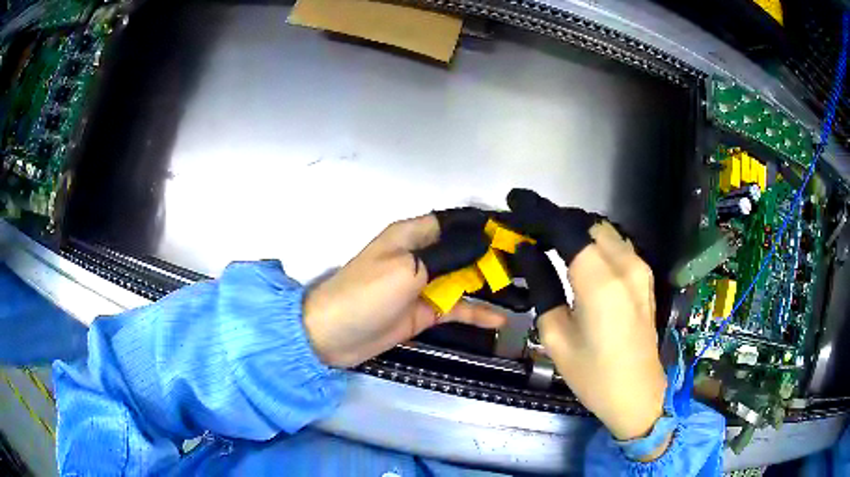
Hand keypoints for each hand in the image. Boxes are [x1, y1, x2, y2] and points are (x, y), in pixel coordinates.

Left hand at [303, 209, 507, 367]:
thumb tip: (485, 242)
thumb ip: (449, 255)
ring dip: (492, 283)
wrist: (333, 335)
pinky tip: (501, 318)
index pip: (457, 221)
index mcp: (413, 235)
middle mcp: (422, 255)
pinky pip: (457, 307)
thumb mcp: (408, 269)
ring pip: (466, 279)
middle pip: (466, 250)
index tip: (517, 228)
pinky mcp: (425, 311)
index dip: (486, 223)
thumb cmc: (366, 294)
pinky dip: (477, 312)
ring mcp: (425, 285)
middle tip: (530, 261)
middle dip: (496, 254)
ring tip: (526, 287)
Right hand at [508, 189, 666, 447]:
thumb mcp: (556, 335)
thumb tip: (528, 251)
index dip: (538, 211)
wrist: (637, 393)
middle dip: (557, 220)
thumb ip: (543, 285)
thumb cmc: (592, 374)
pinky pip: (617, 245)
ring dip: (577, 230)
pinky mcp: (645, 276)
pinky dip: (594, 242)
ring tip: (551, 243)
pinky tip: (580, 258)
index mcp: (600, 281)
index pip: (566, 228)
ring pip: (604, 230)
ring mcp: (640, 268)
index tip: (515, 202)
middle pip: (586, 223)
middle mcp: (625, 264)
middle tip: (530, 231)